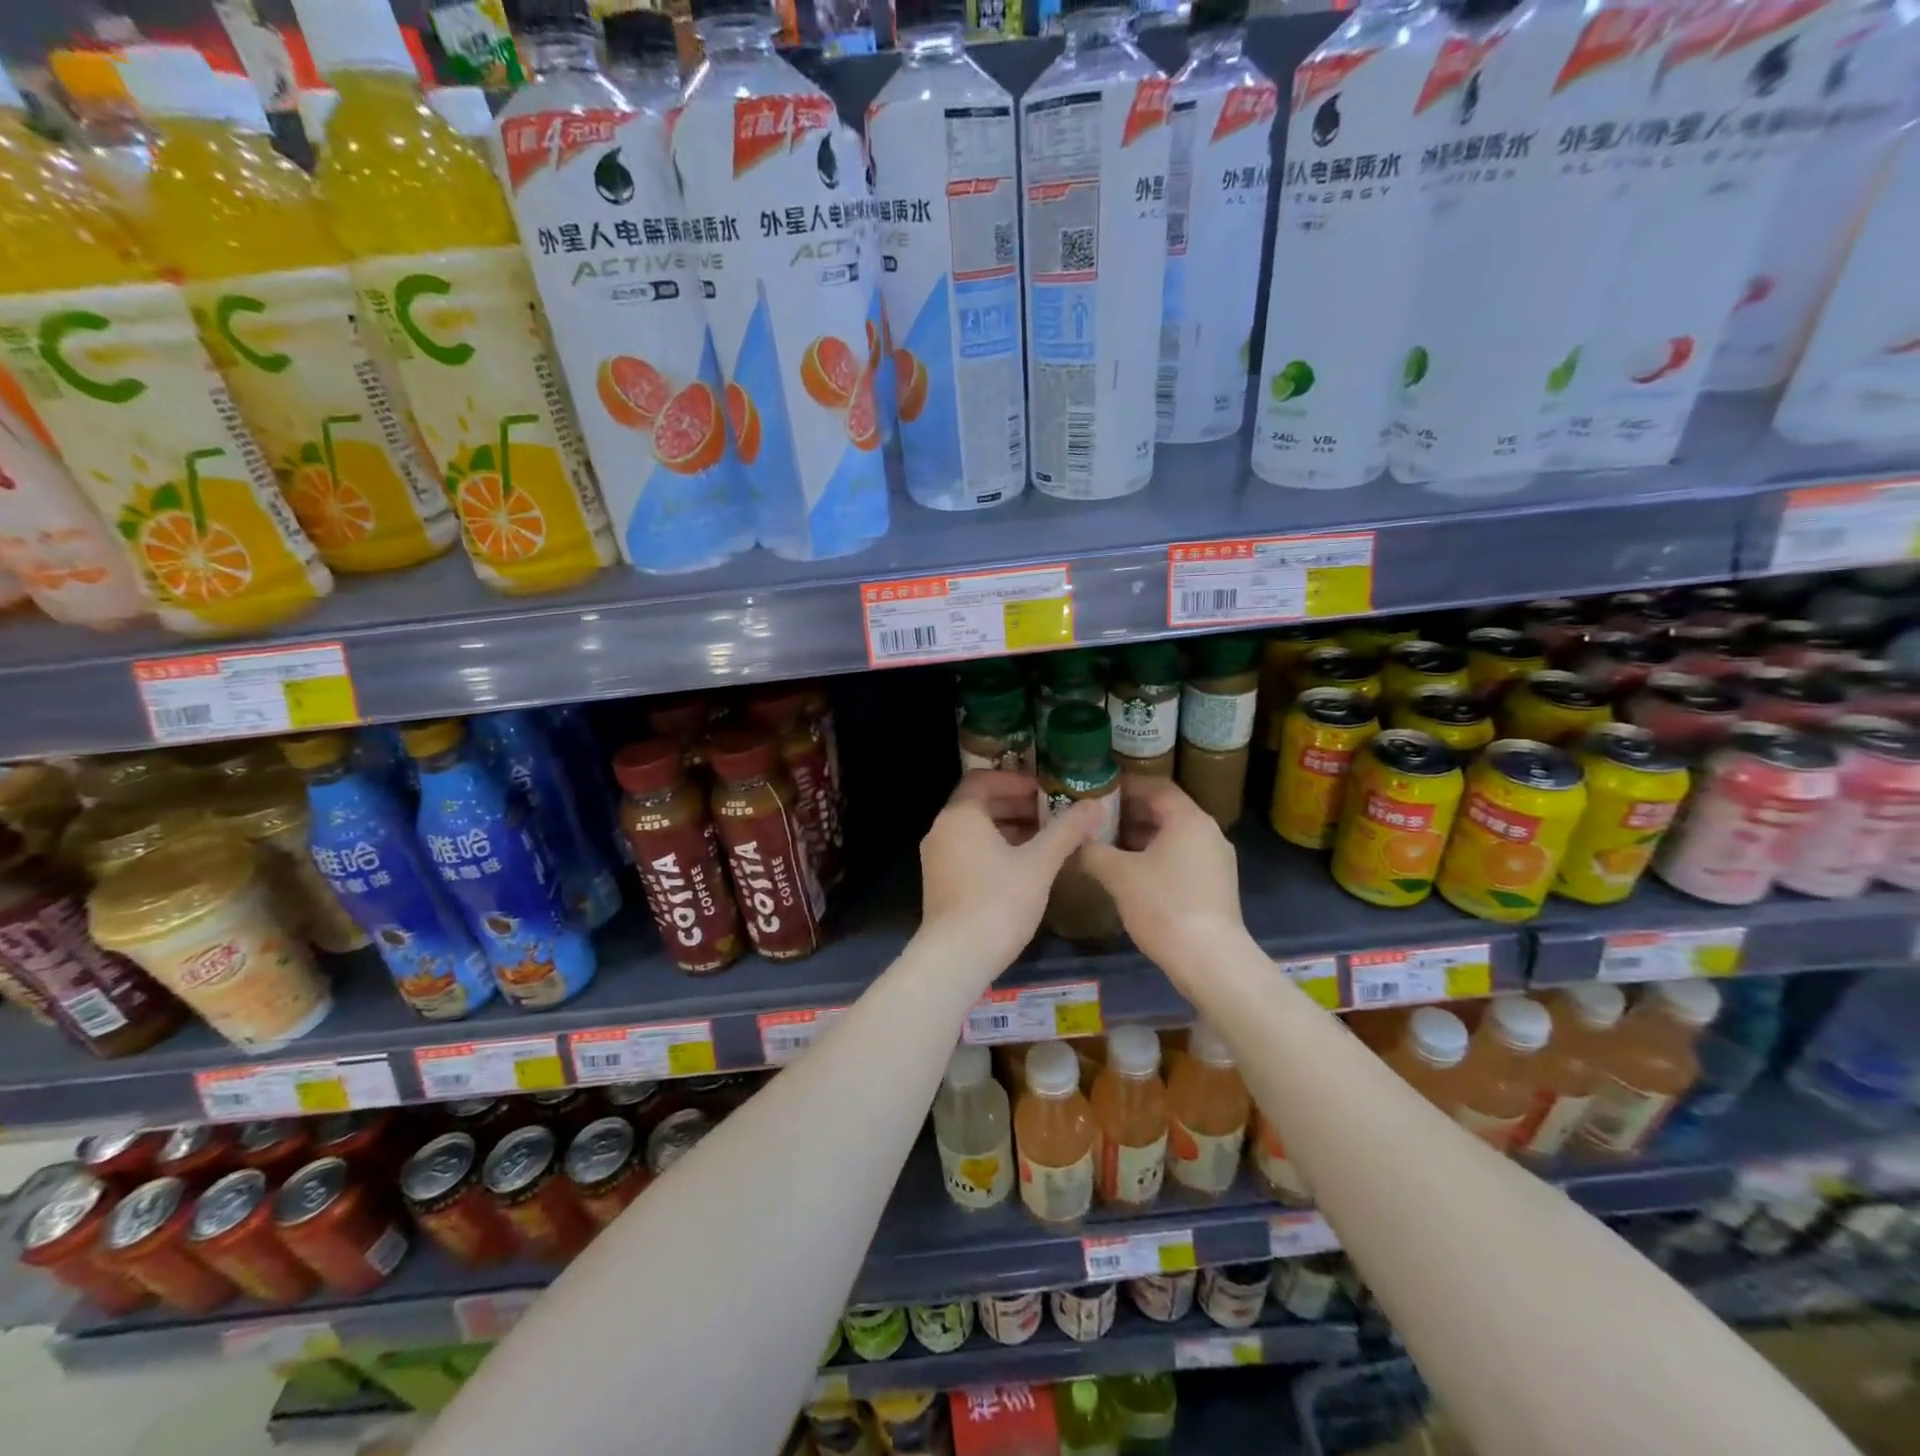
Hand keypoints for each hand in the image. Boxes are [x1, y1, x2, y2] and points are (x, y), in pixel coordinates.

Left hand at [919, 770, 1107, 973]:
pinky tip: (1024, 868)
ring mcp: (937, 858)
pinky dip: (995, 849)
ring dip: (1009, 828)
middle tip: (1052, 813)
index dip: (1016, 780)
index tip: (1045, 790)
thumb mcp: (1039, 863)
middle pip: (979, 804)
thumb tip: (1096, 805)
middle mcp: (942, 830)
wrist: (957, 958)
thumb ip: (1066, 831)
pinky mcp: (940, 883)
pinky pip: (969, 851)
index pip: (983, 780)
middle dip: (1017, 805)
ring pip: (975, 830)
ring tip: (1045, 840)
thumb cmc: (999, 902)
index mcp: (960, 816)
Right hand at [1080, 776, 1250, 979]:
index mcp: (1188, 819)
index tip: (1097, 790)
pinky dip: (1155, 855)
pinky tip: (1130, 872)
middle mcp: (1208, 832)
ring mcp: (1216, 859)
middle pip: (1165, 810)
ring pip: (1173, 835)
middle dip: (1129, 812)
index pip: (1156, 786)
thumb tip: (1075, 839)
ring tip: (1106, 844)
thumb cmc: (1164, 906)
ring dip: (1140, 836)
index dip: (1125, 785)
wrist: (1210, 960)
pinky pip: (1181, 856)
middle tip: (1095, 818)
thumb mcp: (1119, 875)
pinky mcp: (1215, 884)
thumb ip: (1093, 851)